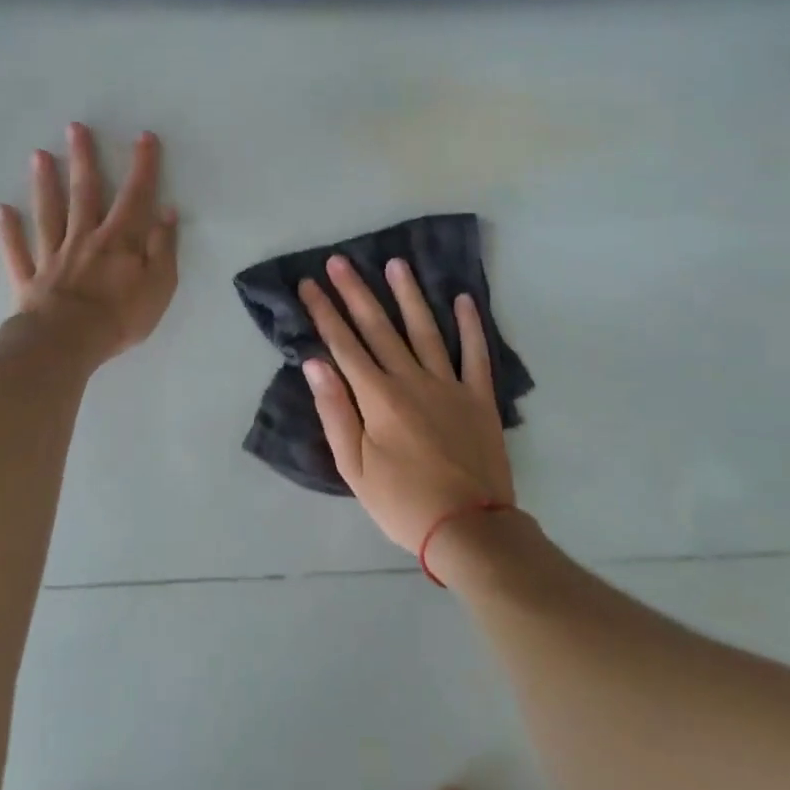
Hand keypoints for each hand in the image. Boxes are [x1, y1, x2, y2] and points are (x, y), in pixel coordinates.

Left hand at [0, 123, 178, 365]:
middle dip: (82, 158)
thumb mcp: (159, 285)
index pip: (134, 196)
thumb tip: (167, 211)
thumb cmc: (119, 317)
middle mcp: (84, 238)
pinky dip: (9, 232)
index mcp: (119, 240)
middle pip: (84, 193)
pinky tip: (2, 210)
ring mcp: (53, 256)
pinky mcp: (30, 278)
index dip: (142, 166)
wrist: (67, 344)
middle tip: (75, 128)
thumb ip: (163, 247)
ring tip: (38, 155)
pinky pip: (18, 251)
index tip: (143, 137)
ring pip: (48, 213)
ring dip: (44, 183)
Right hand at [299, 255, 513, 553]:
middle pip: (379, 327)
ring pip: (425, 330)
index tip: (310, 284)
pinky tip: (463, 299)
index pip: (344, 344)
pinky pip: (475, 354)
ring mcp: (449, 384)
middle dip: (355, 292)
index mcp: (378, 397)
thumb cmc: (402, 502)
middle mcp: (411, 379)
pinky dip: (471, 326)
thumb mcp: (354, 467)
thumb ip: (334, 411)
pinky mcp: (479, 397)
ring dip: (408, 295)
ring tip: (396, 264)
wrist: (469, 529)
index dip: (324, 312)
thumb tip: (315, 363)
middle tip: (340, 261)